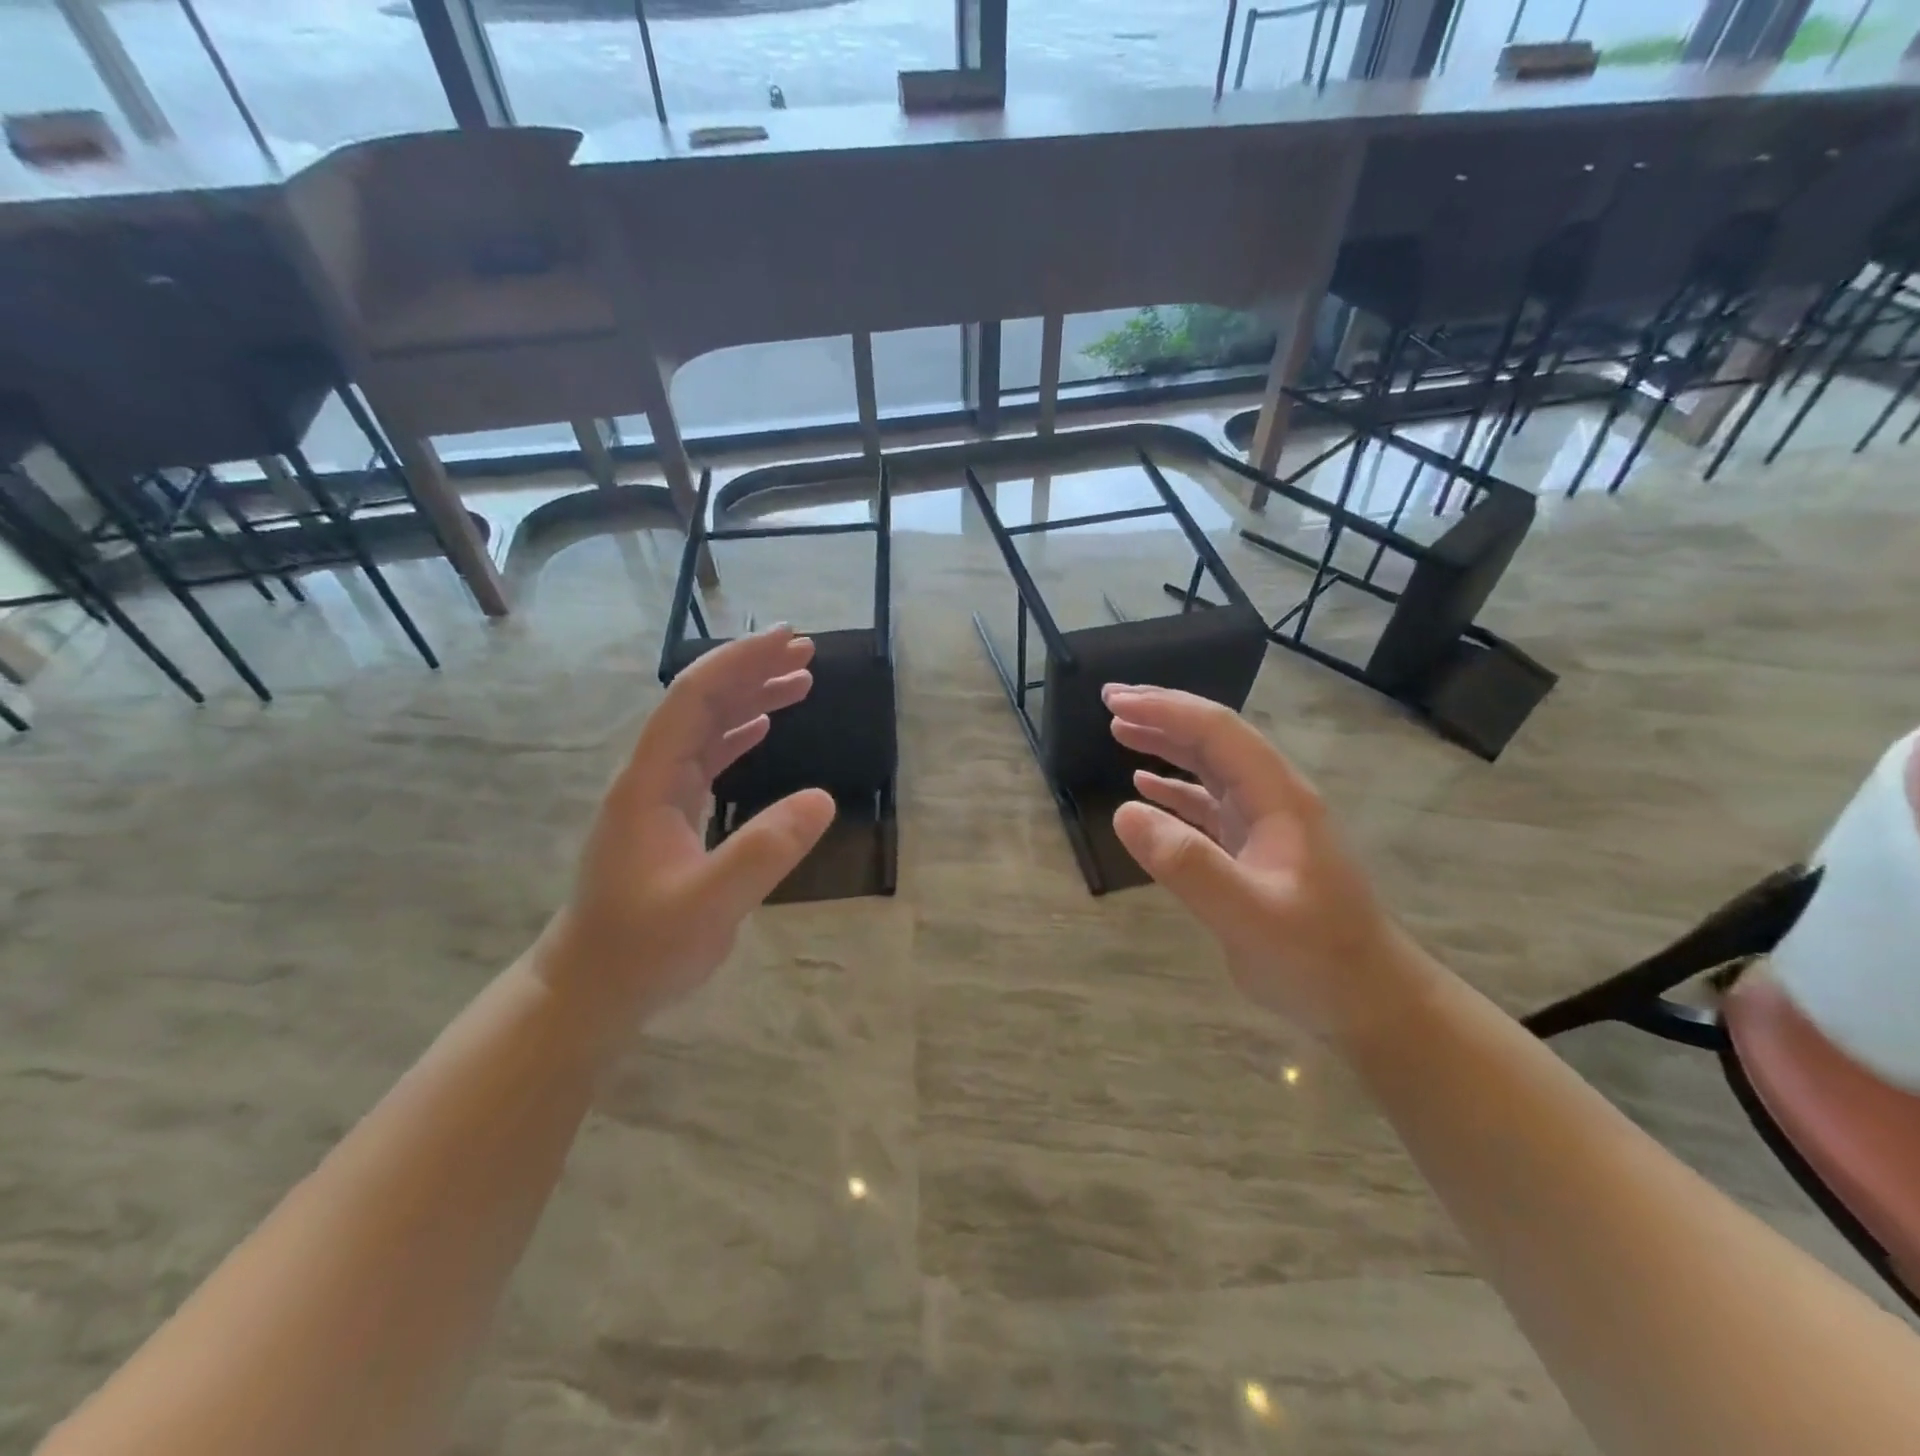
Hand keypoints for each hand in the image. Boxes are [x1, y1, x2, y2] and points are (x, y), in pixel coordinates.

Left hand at [532, 629, 835, 1033]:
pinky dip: (740, 734)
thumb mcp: (708, 906)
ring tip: (801, 681)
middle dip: (752, 668)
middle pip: (702, 702)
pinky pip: (707, 759)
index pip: (695, 699)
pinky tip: (765, 728)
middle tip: (807, 651)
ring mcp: (658, 796)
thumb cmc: (641, 949)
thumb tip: (823, 799)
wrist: (590, 990)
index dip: (742, 662)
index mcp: (649, 782)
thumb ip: (763, 851)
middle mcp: (651, 776)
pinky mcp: (670, 818)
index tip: (790, 640)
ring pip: (706, 728)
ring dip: (751, 698)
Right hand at [1103, 683, 1425, 1040]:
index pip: (1218, 732)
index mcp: (1279, 797)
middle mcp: (1273, 799)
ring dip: (1166, 744)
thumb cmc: (1315, 957)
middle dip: (1163, 714)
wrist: (1367, 1002)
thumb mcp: (1249, 915)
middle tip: (1110, 701)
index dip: (1166, 710)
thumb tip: (1124, 812)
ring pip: (1210, 767)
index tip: (1115, 701)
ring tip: (1120, 730)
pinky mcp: (1254, 850)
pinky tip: (1145, 788)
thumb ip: (1188, 864)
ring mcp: (1265, 824)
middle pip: (1214, 739)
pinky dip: (1174, 789)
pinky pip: (1207, 805)